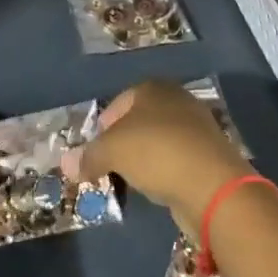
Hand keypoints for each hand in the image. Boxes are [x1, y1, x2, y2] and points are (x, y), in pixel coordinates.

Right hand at [63, 82, 254, 238]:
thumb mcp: (113, 151)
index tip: (95, 148)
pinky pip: (177, 160)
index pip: (121, 101)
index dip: (104, 124)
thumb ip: (89, 156)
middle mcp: (178, 101)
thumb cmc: (156, 152)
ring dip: (145, 158)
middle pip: (141, 119)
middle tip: (109, 164)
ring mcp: (197, 128)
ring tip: (131, 179)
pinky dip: (165, 171)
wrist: (212, 185)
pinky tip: (157, 188)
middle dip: (124, 141)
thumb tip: (65, 163)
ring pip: (160, 141)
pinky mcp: (210, 156)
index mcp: (154, 88)